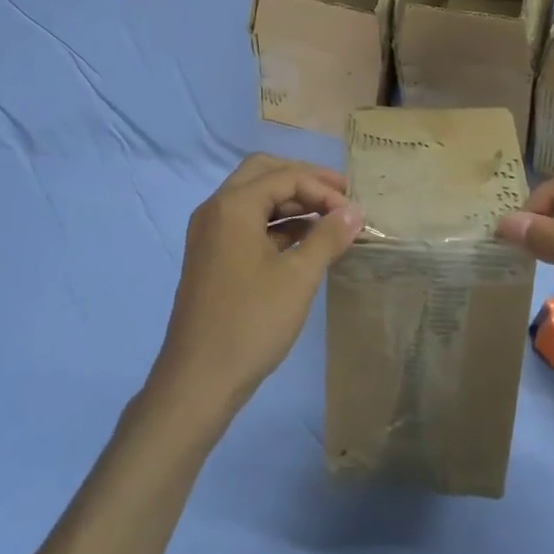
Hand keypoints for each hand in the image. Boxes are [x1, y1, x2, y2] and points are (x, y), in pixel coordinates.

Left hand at [149, 154, 363, 425]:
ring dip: (291, 202)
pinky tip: (305, 242)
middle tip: (339, 196)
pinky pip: (247, 223)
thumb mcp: (298, 277)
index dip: (323, 189)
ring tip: (329, 220)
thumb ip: (328, 236)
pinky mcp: (212, 256)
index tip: (353, 212)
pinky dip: (276, 224)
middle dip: (304, 181)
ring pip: (254, 198)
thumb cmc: (251, 321)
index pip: (285, 176)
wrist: (199, 379)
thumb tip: (354, 210)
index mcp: (233, 206)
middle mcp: (216, 209)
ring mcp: (210, 233)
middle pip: (264, 174)